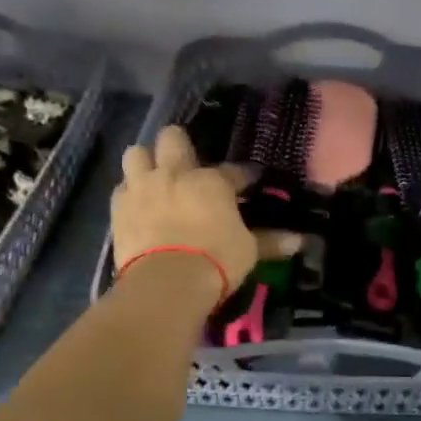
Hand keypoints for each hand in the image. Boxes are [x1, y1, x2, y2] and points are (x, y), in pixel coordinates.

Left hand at [112, 125, 261, 301]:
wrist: (166, 282)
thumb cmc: (215, 260)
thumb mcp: (248, 251)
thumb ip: (270, 241)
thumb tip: (301, 241)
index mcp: (211, 181)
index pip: (232, 171)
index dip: (241, 176)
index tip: (248, 183)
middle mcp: (174, 174)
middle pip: (172, 138)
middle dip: (179, 145)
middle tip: (187, 163)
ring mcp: (142, 187)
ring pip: (136, 153)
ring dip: (145, 162)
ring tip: (154, 177)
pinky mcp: (119, 208)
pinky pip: (121, 188)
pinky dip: (129, 192)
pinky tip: (138, 204)